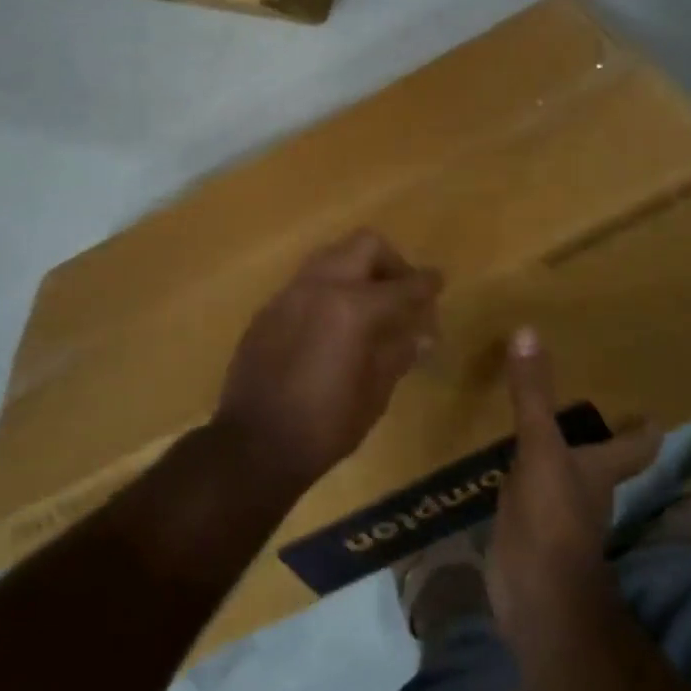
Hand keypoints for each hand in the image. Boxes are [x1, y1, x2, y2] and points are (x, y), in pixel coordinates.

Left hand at [215, 229, 442, 494]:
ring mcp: (290, 293)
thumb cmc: (325, 426)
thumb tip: (421, 334)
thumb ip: (399, 352)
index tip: (438, 283)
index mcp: (353, 308)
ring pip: (332, 256)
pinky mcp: (269, 308)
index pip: (403, 286)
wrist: (253, 445)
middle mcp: (321, 286)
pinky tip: (333, 322)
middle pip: (365, 245)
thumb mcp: (375, 393)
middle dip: (390, 262)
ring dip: (357, 269)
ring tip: (369, 303)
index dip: (426, 284)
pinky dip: (330, 289)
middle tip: (401, 292)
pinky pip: (307, 282)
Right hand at [488, 328, 662, 646]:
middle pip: (600, 456)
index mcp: (600, 469)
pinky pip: (527, 489)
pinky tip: (501, 455)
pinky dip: (520, 471)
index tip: (653, 410)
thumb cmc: (554, 520)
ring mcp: (557, 512)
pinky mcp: (528, 527)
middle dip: (594, 430)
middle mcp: (586, 489)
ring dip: (555, 448)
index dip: (645, 428)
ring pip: (562, 472)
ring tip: (536, 414)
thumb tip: (528, 331)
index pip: (635, 445)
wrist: (535, 600)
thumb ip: (533, 395)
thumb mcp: (541, 449)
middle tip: (580, 392)